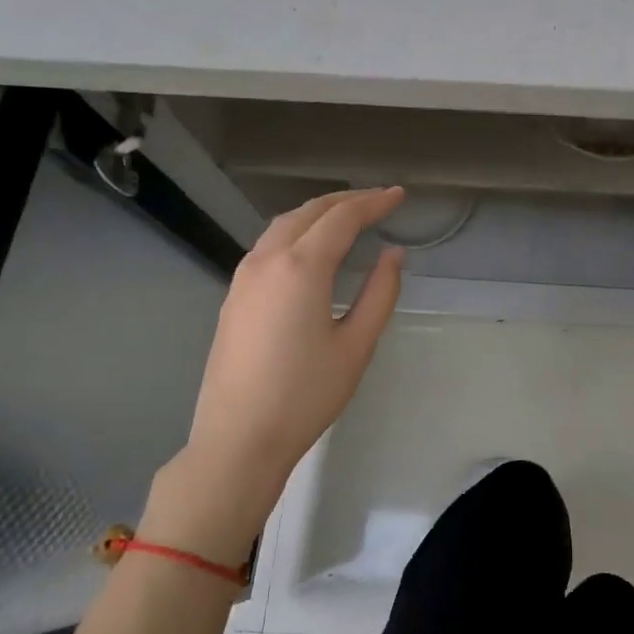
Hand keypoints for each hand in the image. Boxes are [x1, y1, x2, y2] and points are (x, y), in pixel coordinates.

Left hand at [143, 188, 405, 557]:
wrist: (239, 438)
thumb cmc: (306, 395)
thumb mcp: (356, 345)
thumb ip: (380, 293)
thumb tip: (393, 254)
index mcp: (301, 268)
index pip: (342, 218)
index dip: (374, 202)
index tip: (399, 195)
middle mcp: (267, 260)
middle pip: (310, 212)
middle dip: (347, 200)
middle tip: (379, 200)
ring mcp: (244, 276)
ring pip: (284, 225)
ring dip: (319, 212)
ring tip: (349, 216)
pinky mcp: (234, 295)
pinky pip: (269, 244)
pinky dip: (297, 231)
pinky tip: (312, 247)